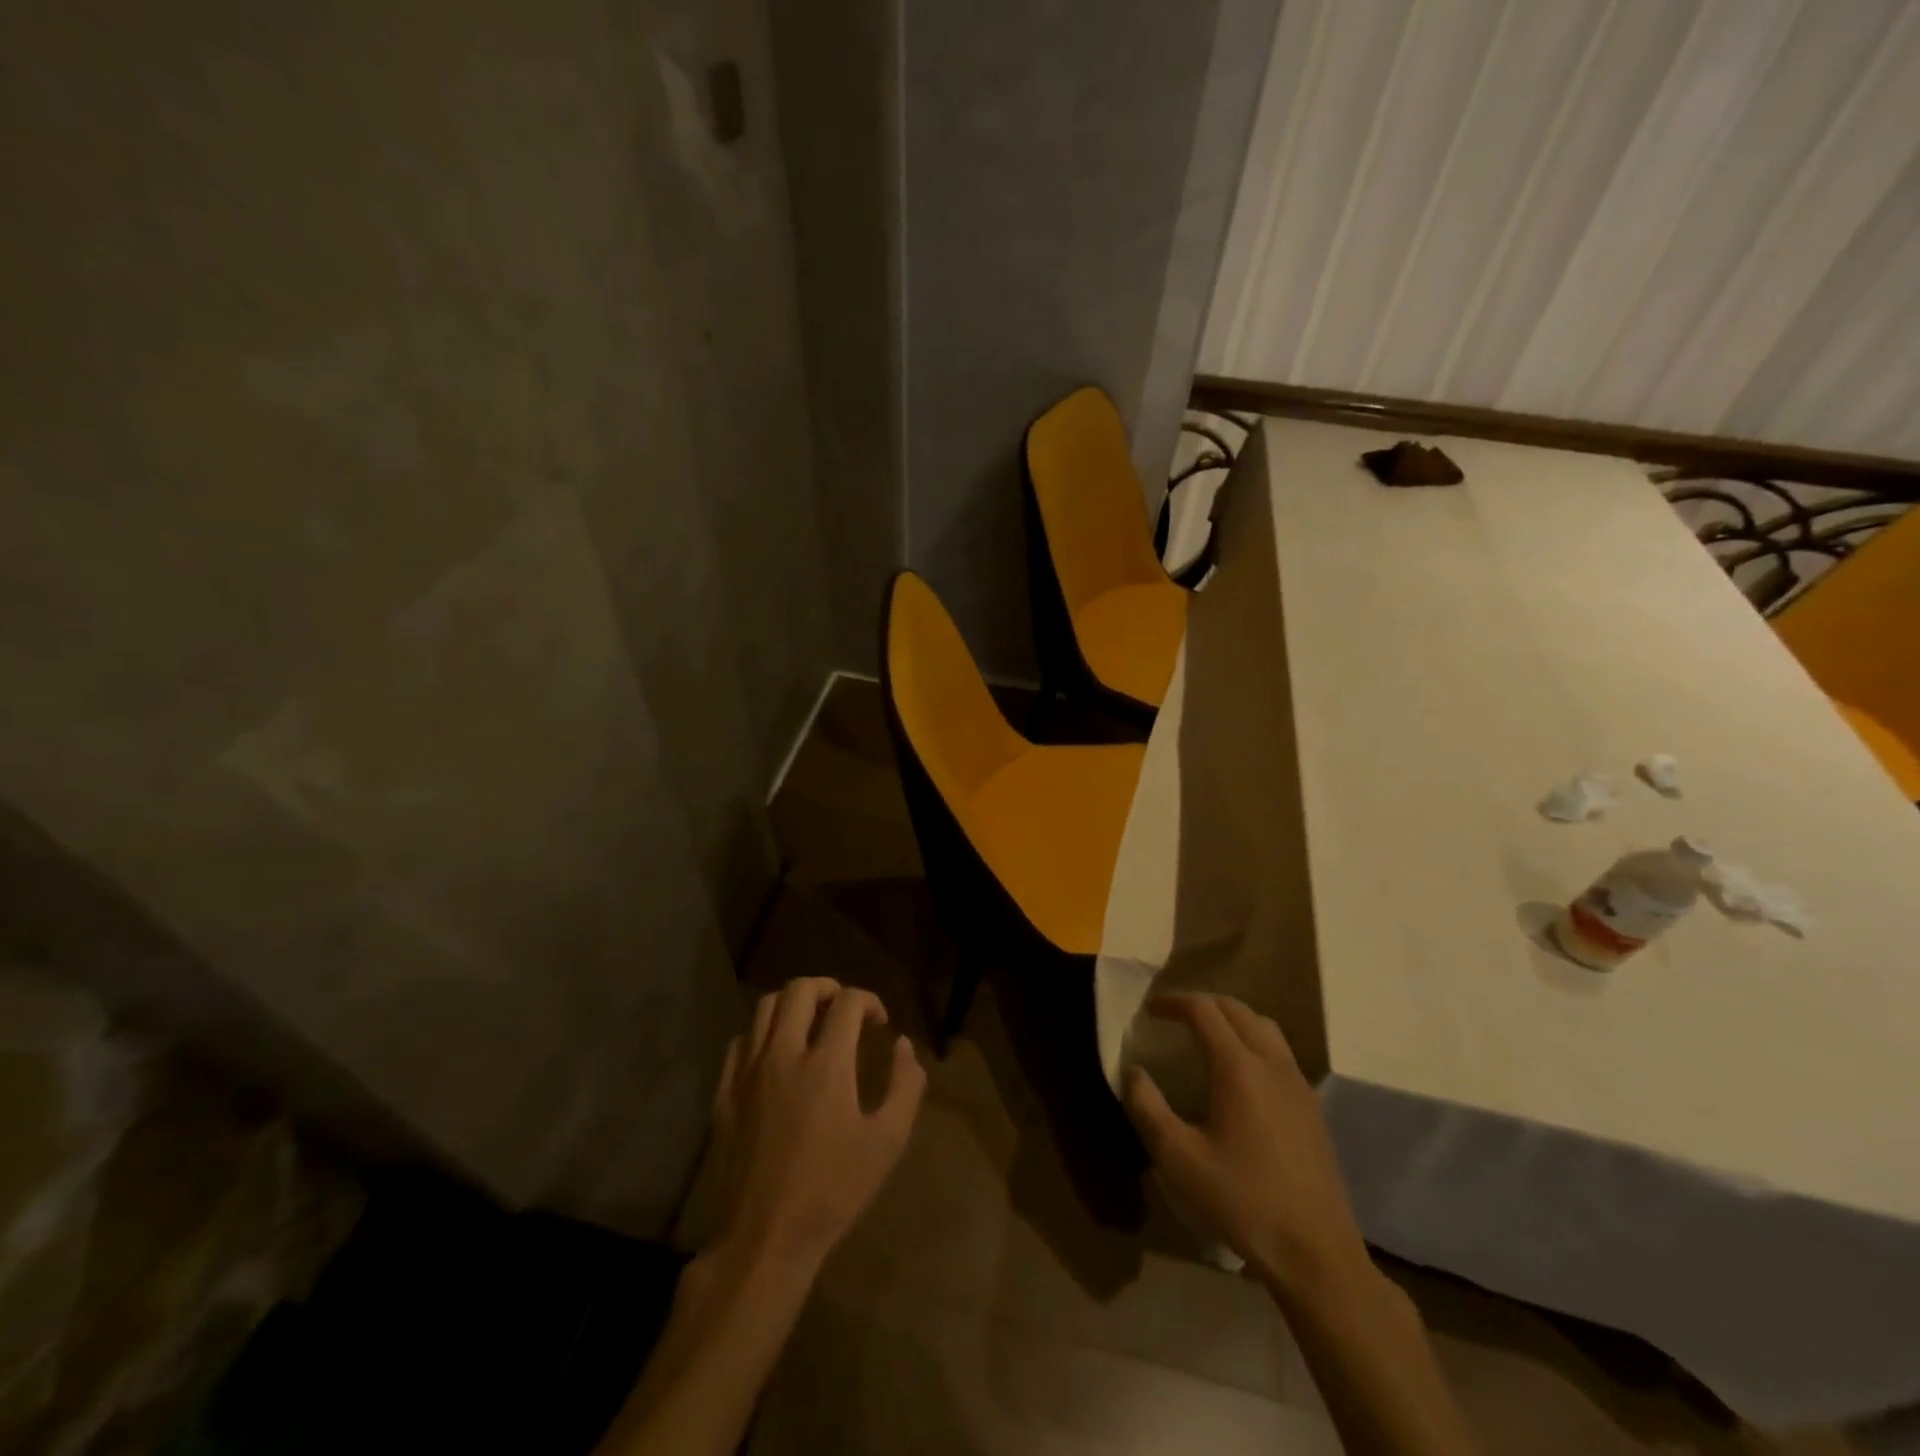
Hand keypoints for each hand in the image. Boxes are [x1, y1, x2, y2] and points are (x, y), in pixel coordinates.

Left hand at [708, 978, 925, 1273]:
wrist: (764, 1238)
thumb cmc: (833, 1190)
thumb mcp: (888, 1141)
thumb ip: (905, 1085)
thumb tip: (903, 1046)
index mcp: (826, 1064)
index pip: (847, 1003)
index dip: (869, 1001)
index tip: (880, 1022)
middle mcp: (783, 1055)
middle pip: (799, 990)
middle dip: (827, 987)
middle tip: (844, 1007)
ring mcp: (748, 1072)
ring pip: (764, 1008)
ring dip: (793, 1003)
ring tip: (811, 1021)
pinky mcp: (725, 1093)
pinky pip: (740, 1041)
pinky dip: (762, 1033)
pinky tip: (776, 1053)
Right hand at [1124, 993, 1369, 1296]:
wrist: (1316, 1254)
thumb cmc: (1241, 1201)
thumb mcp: (1177, 1158)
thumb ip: (1147, 1107)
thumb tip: (1133, 1072)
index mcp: (1238, 1067)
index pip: (1204, 1010)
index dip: (1174, 1002)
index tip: (1150, 1010)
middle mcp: (1272, 1064)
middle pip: (1237, 1010)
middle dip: (1202, 1004)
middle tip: (1174, 1017)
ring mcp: (1298, 1085)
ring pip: (1264, 1027)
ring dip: (1232, 1019)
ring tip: (1207, 1036)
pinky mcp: (1312, 1108)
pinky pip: (1280, 1053)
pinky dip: (1254, 1042)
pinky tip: (1241, 1076)